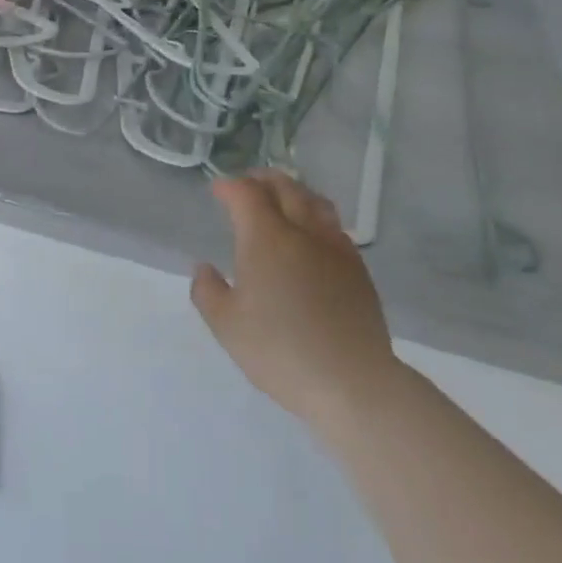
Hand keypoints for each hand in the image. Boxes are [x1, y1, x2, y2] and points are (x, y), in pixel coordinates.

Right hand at [191, 172, 401, 432]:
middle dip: (262, 180)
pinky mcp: (358, 269)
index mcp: (266, 237)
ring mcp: (335, 247)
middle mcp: (302, 230)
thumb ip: (207, 291)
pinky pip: (334, 227)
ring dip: (294, 192)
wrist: (352, 382)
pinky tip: (312, 237)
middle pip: (284, 187)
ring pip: (315, 202)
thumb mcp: (226, 326)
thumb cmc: (280, 351)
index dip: (229, 186)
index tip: (217, 190)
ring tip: (282, 201)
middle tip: (248, 185)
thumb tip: (204, 267)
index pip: (246, 193)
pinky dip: (317, 218)